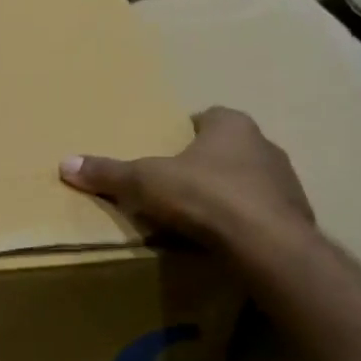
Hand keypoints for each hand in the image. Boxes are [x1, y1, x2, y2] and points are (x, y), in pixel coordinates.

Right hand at [60, 107, 312, 246]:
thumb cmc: (204, 196)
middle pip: (229, 148)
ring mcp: (286, 181)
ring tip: (198, 215)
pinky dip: (245, 221)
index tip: (167, 150)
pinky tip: (224, 238)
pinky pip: (263, 212)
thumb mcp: (145, 182)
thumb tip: (65, 163)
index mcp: (232, 125)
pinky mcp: (295, 216)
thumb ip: (109, 172)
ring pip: (249, 180)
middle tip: (176, 184)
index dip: (187, 131)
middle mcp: (264, 145)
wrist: (266, 244)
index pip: (209, 116)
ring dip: (228, 192)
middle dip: (206, 162)